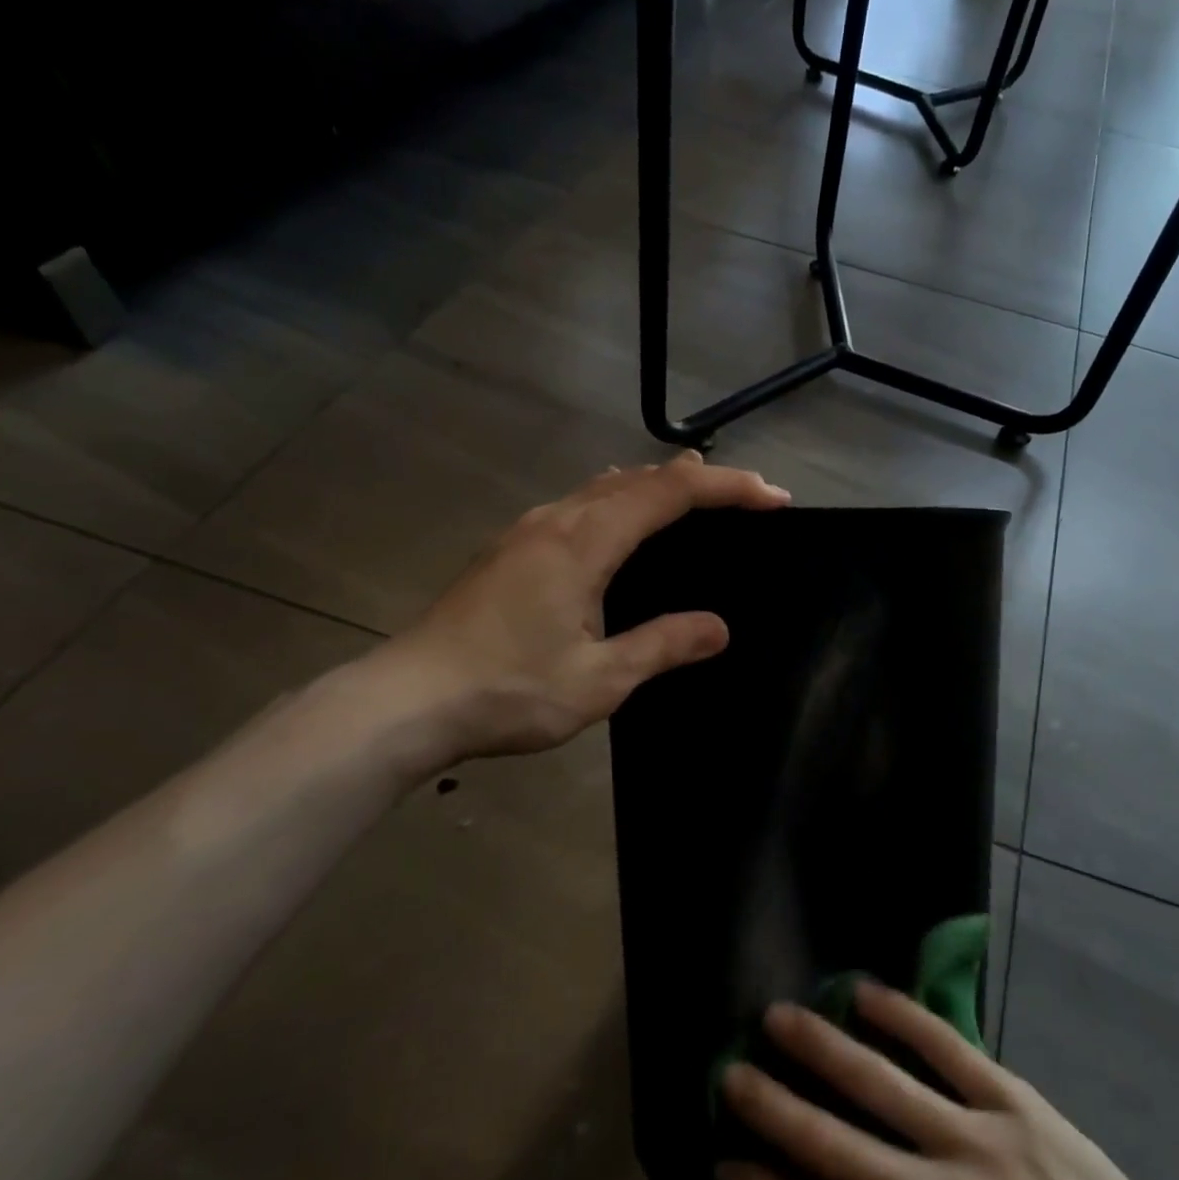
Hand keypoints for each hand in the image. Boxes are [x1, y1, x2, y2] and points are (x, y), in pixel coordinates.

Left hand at [367, 452, 789, 766]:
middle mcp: (556, 521)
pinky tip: (619, 525)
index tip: (773, 497)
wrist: (405, 702)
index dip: (727, 487)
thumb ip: (662, 645)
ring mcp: (526, 532)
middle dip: (698, 479)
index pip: (670, 493)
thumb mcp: (599, 678)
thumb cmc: (507, 690)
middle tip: (745, 496)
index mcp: (584, 542)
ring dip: (655, 485)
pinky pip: (579, 505)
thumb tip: (718, 627)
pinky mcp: (509, 551)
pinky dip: (619, 501)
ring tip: (693, 496)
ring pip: (603, 487)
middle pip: (638, 477)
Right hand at [718, 982, 1178, 1179]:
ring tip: (780, 1018)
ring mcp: (976, 1145)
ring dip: (824, 1050)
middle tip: (729, 1072)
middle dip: (775, 1110)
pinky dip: (902, 1018)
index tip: (722, 1163)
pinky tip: (865, 992)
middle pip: (836, 1149)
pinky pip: (947, 1049)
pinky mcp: (1013, 1102)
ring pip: (882, 1086)